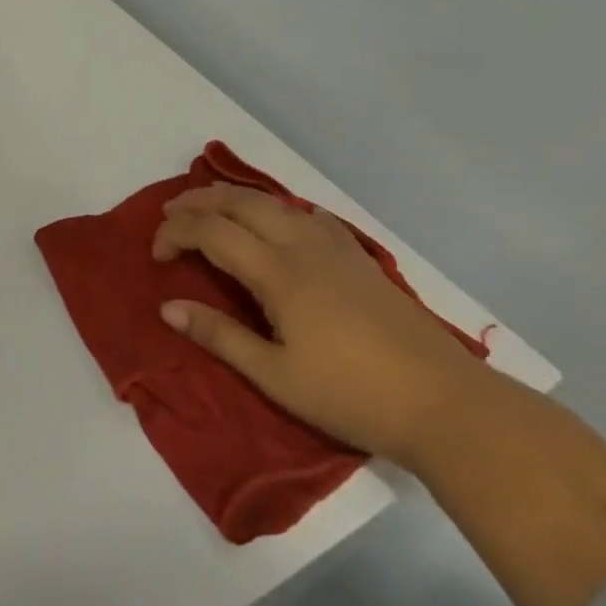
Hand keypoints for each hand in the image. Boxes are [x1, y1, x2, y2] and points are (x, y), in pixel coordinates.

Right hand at [152, 185, 490, 465]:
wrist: (448, 406)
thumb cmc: (353, 396)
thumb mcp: (275, 376)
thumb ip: (219, 336)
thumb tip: (167, 307)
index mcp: (277, 272)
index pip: (210, 231)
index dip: (175, 234)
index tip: (156, 256)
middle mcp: (302, 246)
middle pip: (238, 202)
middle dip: (196, 202)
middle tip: (169, 217)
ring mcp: (335, 248)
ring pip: (273, 202)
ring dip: (232, 199)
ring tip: (209, 211)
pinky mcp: (360, 259)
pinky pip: (306, 214)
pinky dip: (275, 208)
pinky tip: (276, 224)